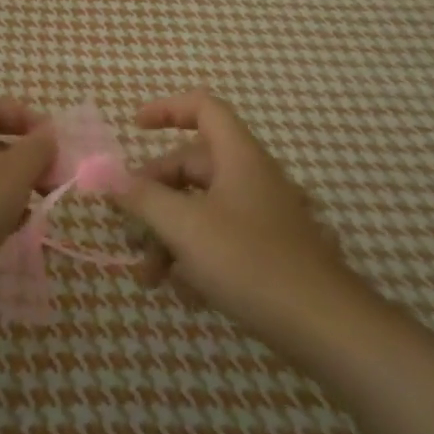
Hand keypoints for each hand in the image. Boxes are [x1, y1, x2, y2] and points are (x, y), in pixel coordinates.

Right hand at [116, 91, 356, 356]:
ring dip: (168, 236)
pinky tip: (184, 292)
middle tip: (128, 230)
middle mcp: (250, 177)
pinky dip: (194, 256)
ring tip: (149, 277)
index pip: (203, 108)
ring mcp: (260, 215)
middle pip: (191, 167)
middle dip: (153, 197)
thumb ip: (144, 199)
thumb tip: (110, 178)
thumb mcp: (185, 228)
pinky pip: (219, 238)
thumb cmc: (250, 262)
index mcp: (237, 156)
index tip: (133, 128)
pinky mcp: (266, 250)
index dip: (167, 109)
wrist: (324, 325)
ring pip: (200, 209)